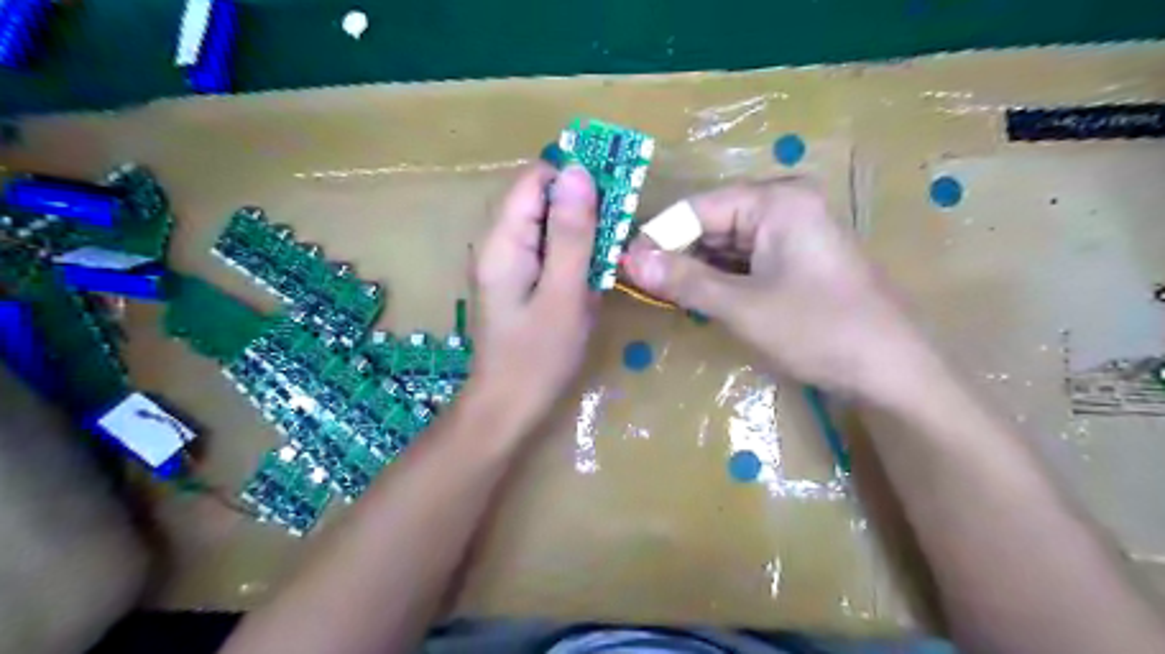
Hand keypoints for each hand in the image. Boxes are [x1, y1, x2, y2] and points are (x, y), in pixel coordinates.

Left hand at [467, 161, 593, 432]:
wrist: (508, 407)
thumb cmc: (538, 357)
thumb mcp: (563, 294)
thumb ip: (571, 234)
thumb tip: (579, 171)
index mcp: (503, 240)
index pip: (536, 179)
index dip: (575, 180)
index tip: (613, 199)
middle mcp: (498, 243)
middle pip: (542, 200)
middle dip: (582, 211)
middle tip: (614, 240)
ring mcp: (506, 263)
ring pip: (549, 227)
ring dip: (582, 237)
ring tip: (604, 264)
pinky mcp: (517, 280)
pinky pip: (548, 252)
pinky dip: (573, 258)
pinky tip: (589, 281)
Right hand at [624, 178, 934, 403]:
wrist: (890, 372)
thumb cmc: (818, 331)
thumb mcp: (742, 307)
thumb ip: (684, 280)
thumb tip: (628, 260)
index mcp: (777, 200)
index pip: (698, 207)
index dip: (658, 236)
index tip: (623, 265)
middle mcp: (785, 204)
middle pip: (712, 222)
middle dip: (676, 253)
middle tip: (637, 284)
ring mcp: (792, 231)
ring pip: (725, 243)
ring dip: (695, 268)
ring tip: (661, 293)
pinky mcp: (795, 258)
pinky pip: (744, 260)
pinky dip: (719, 278)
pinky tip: (697, 297)